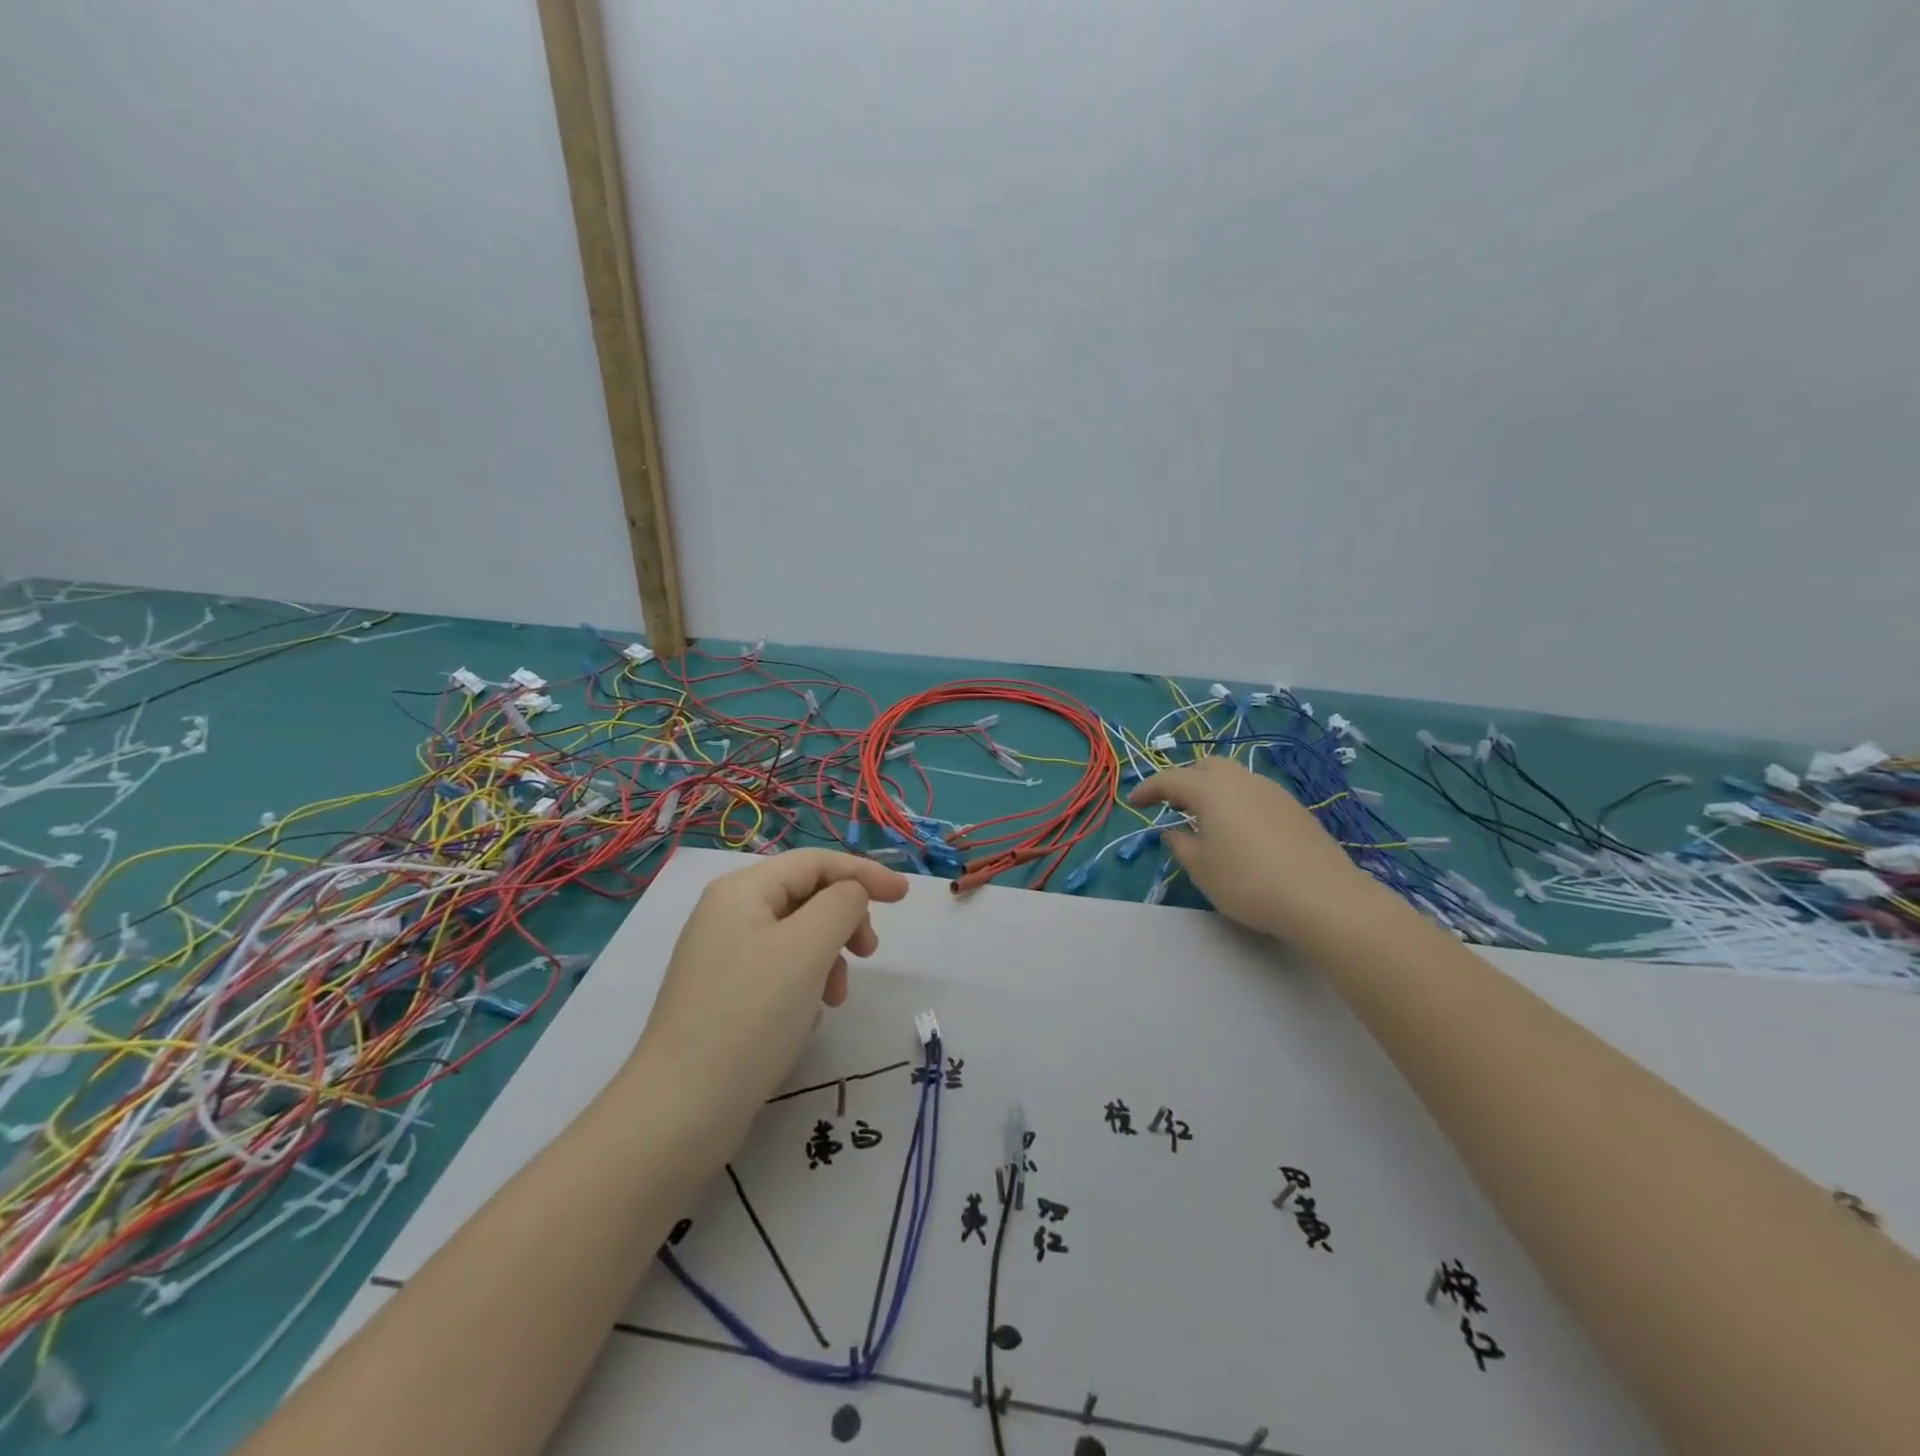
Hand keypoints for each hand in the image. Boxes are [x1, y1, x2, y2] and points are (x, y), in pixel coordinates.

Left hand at [632, 850, 909, 1140]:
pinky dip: (806, 982)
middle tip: (870, 954)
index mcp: (742, 891)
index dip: (864, 872)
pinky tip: (808, 1016)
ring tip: (835, 998)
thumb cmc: (752, 1015)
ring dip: (828, 956)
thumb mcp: (808, 947)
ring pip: (797, 936)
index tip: (904, 897)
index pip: (815, 863)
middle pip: (806, 895)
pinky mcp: (724, 996)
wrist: (682, 1110)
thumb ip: (842, 904)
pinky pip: (780, 970)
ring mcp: (723, 957)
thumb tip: (851, 896)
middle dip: (845, 918)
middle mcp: (728, 914)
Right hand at [1129, 757, 1375, 937]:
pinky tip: (1240, 831)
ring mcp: (1272, 791)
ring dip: (1213, 791)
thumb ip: (1180, 844)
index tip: (1133, 803)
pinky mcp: (1294, 808)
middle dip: (1184, 780)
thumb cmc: (1247, 881)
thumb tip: (1174, 830)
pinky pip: (1255, 794)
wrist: (1322, 897)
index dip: (1147, 789)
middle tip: (1172, 805)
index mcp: (1210, 789)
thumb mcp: (1201, 868)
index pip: (1169, 779)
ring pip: (1234, 778)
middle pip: (1206, 766)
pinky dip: (1237, 802)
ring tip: (1206, 819)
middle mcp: (1241, 780)